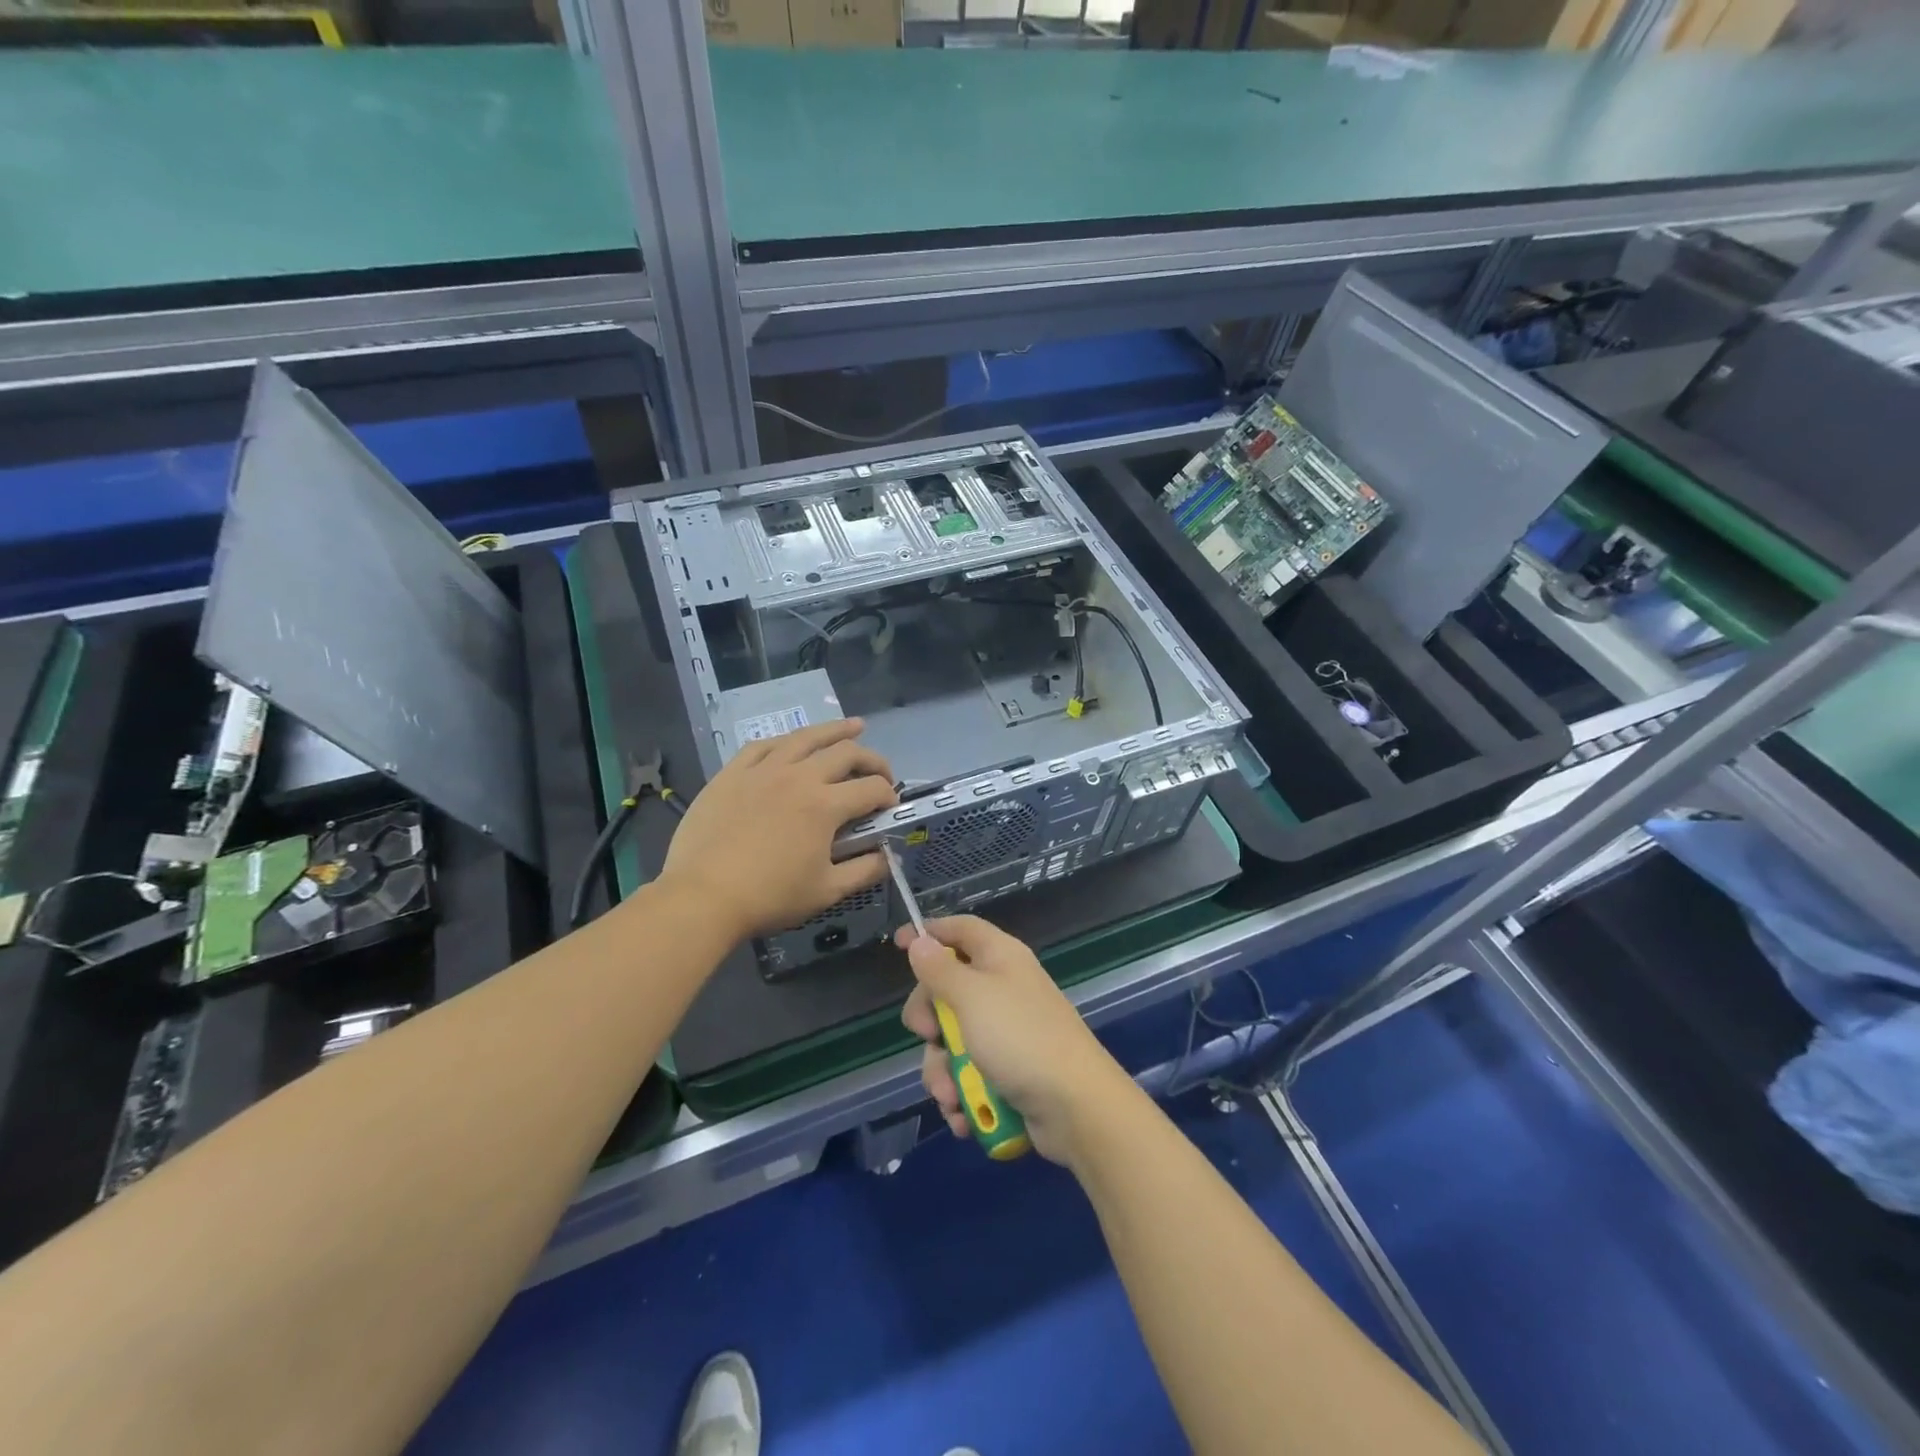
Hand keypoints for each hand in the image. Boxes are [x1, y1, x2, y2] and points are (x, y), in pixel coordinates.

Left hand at [660, 719, 896, 939]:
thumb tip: (887, 857)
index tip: (889, 807)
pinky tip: (793, 743)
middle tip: (880, 772)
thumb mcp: (826, 892)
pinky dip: (786, 741)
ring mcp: (763, 770)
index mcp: (825, 805)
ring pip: (806, 737)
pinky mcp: (732, 773)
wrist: (703, 896)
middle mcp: (799, 777)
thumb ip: (864, 871)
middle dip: (873, 760)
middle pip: (846, 753)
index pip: (871, 788)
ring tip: (854, 726)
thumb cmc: (769, 897)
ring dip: (836, 730)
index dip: (888, 795)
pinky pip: (763, 745)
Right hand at [898, 915, 1131, 1167]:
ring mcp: (1006, 1032)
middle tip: (929, 1036)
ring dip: (942, 1071)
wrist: (1075, 1107)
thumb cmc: (1020, 1038)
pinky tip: (964, 1114)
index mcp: (1000, 957)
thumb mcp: (971, 996)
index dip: (930, 932)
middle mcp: (1003, 988)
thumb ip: (940, 969)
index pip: (960, 929)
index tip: (898, 944)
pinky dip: (962, 1095)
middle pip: (947, 990)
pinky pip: (970, 1075)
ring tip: (952, 1094)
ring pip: (953, 1041)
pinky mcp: (1009, 1071)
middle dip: (929, 1021)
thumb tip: (920, 941)